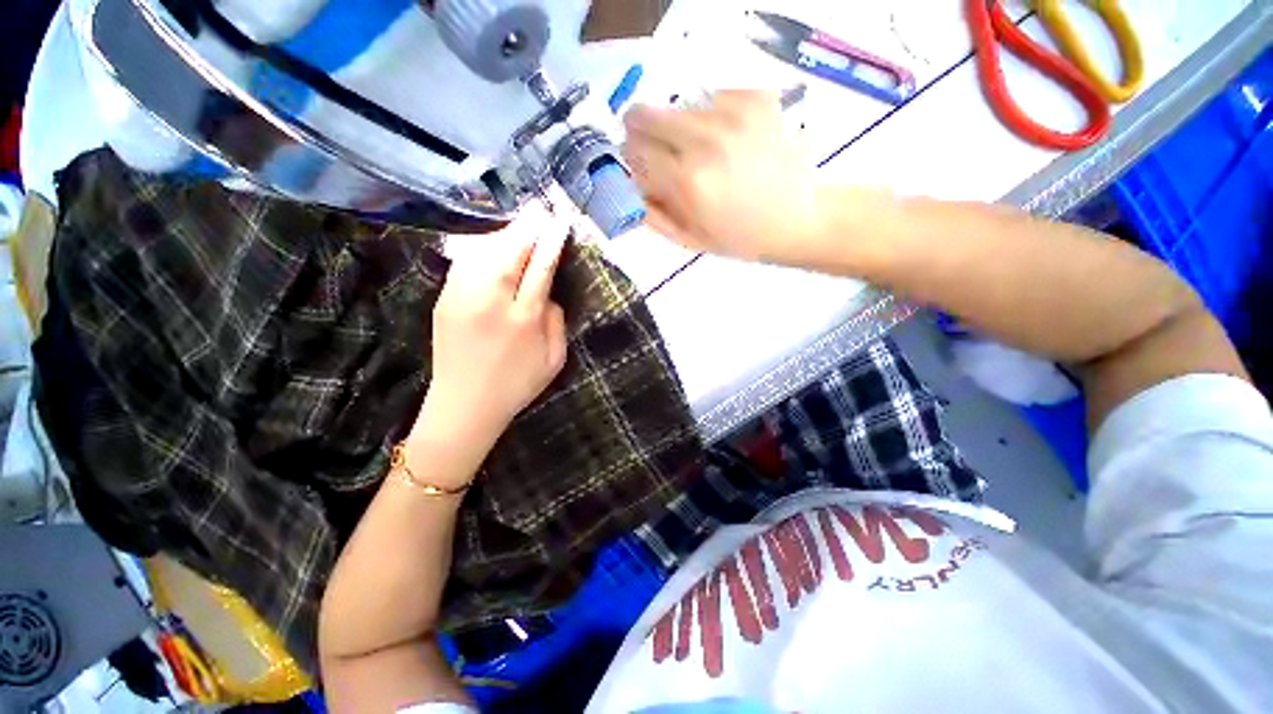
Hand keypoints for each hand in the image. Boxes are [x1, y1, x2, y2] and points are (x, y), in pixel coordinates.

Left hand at [415, 209, 568, 455]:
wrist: (465, 406)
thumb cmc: (517, 385)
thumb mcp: (554, 360)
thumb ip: (556, 323)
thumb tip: (549, 293)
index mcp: (524, 319)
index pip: (541, 269)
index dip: (551, 242)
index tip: (559, 221)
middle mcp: (491, 303)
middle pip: (510, 253)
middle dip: (527, 227)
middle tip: (540, 208)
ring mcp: (463, 299)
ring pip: (484, 253)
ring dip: (505, 234)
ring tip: (521, 223)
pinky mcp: (445, 301)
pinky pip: (465, 263)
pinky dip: (482, 247)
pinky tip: (493, 243)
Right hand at [623, 90, 826, 264]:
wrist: (795, 219)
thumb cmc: (737, 238)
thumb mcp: (687, 239)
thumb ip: (651, 211)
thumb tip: (628, 181)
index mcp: (687, 180)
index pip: (634, 150)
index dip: (631, 158)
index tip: (637, 164)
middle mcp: (706, 140)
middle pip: (647, 116)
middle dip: (643, 132)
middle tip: (656, 148)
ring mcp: (734, 114)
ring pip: (678, 107)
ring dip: (678, 127)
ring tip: (701, 151)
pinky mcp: (757, 98)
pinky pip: (712, 97)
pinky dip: (709, 117)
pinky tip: (725, 139)